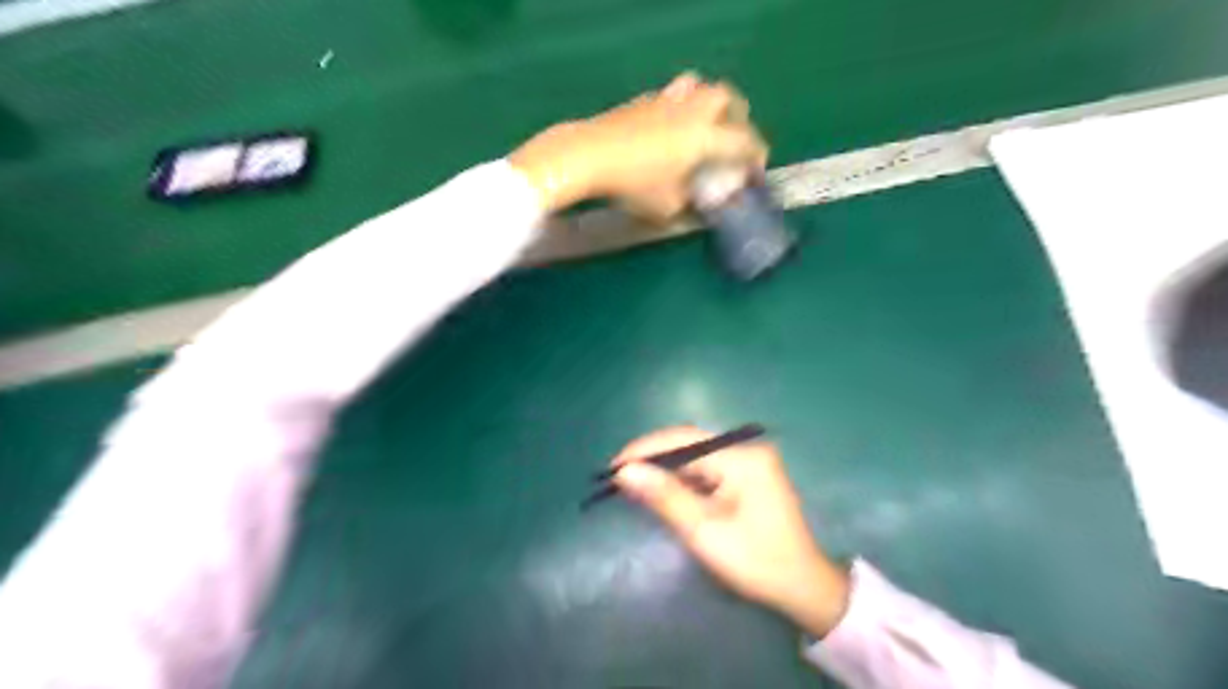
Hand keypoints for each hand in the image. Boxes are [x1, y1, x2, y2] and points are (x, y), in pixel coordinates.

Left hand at [503, 72, 763, 216]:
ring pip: (700, 87)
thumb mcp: (666, 208)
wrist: (588, 156)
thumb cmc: (632, 186)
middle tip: (733, 139)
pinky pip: (673, 95)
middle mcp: (691, 112)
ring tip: (705, 126)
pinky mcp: (642, 100)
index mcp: (705, 137)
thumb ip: (690, 205)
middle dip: (738, 117)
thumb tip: (700, 205)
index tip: (757, 172)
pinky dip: (682, 107)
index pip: (745, 142)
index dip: (757, 157)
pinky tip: (669, 128)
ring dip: (710, 103)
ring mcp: (666, 101)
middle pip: (728, 98)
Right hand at [609, 428, 850, 637]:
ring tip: (634, 481)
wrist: (803, 588)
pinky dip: (684, 477)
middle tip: (619, 474)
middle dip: (653, 456)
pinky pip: (708, 467)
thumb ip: (664, 496)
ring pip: (696, 454)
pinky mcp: (748, 474)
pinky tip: (664, 489)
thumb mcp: (704, 531)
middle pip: (690, 442)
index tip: (612, 466)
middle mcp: (747, 449)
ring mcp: (750, 460)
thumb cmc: (755, 561)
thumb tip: (625, 471)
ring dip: (666, 467)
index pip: (683, 441)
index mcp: (742, 457)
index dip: (645, 450)